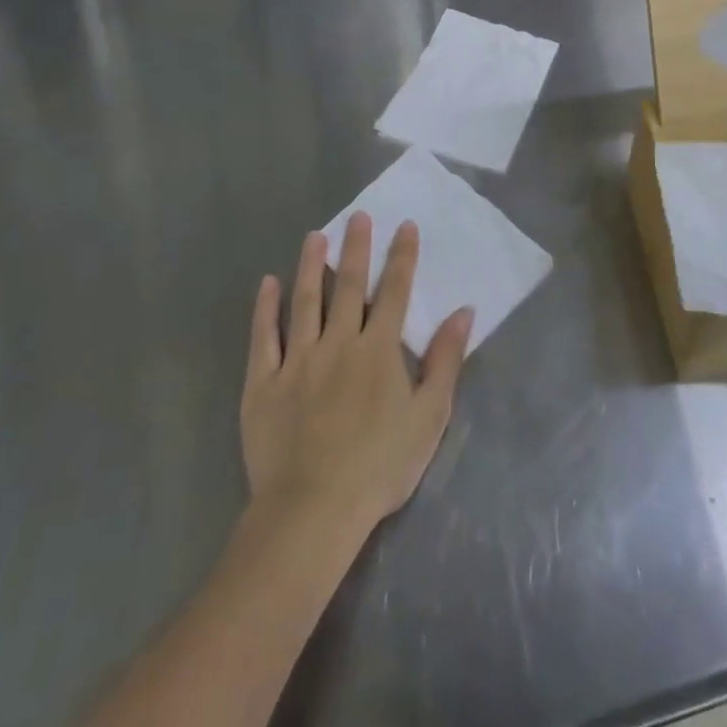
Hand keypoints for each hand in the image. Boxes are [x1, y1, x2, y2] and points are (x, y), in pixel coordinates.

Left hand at [241, 216, 472, 536]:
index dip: (402, 257)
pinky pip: (263, 337)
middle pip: (349, 286)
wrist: (313, 510)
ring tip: (315, 236)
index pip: (395, 292)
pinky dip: (265, 309)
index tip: (405, 226)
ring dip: (310, 266)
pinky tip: (267, 284)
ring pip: (305, 301)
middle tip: (358, 216)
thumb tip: (463, 311)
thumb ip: (446, 359)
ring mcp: (297, 360)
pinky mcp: (263, 383)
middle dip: (356, 248)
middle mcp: (339, 343)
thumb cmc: (381, 465)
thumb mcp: (430, 415)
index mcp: (379, 350)